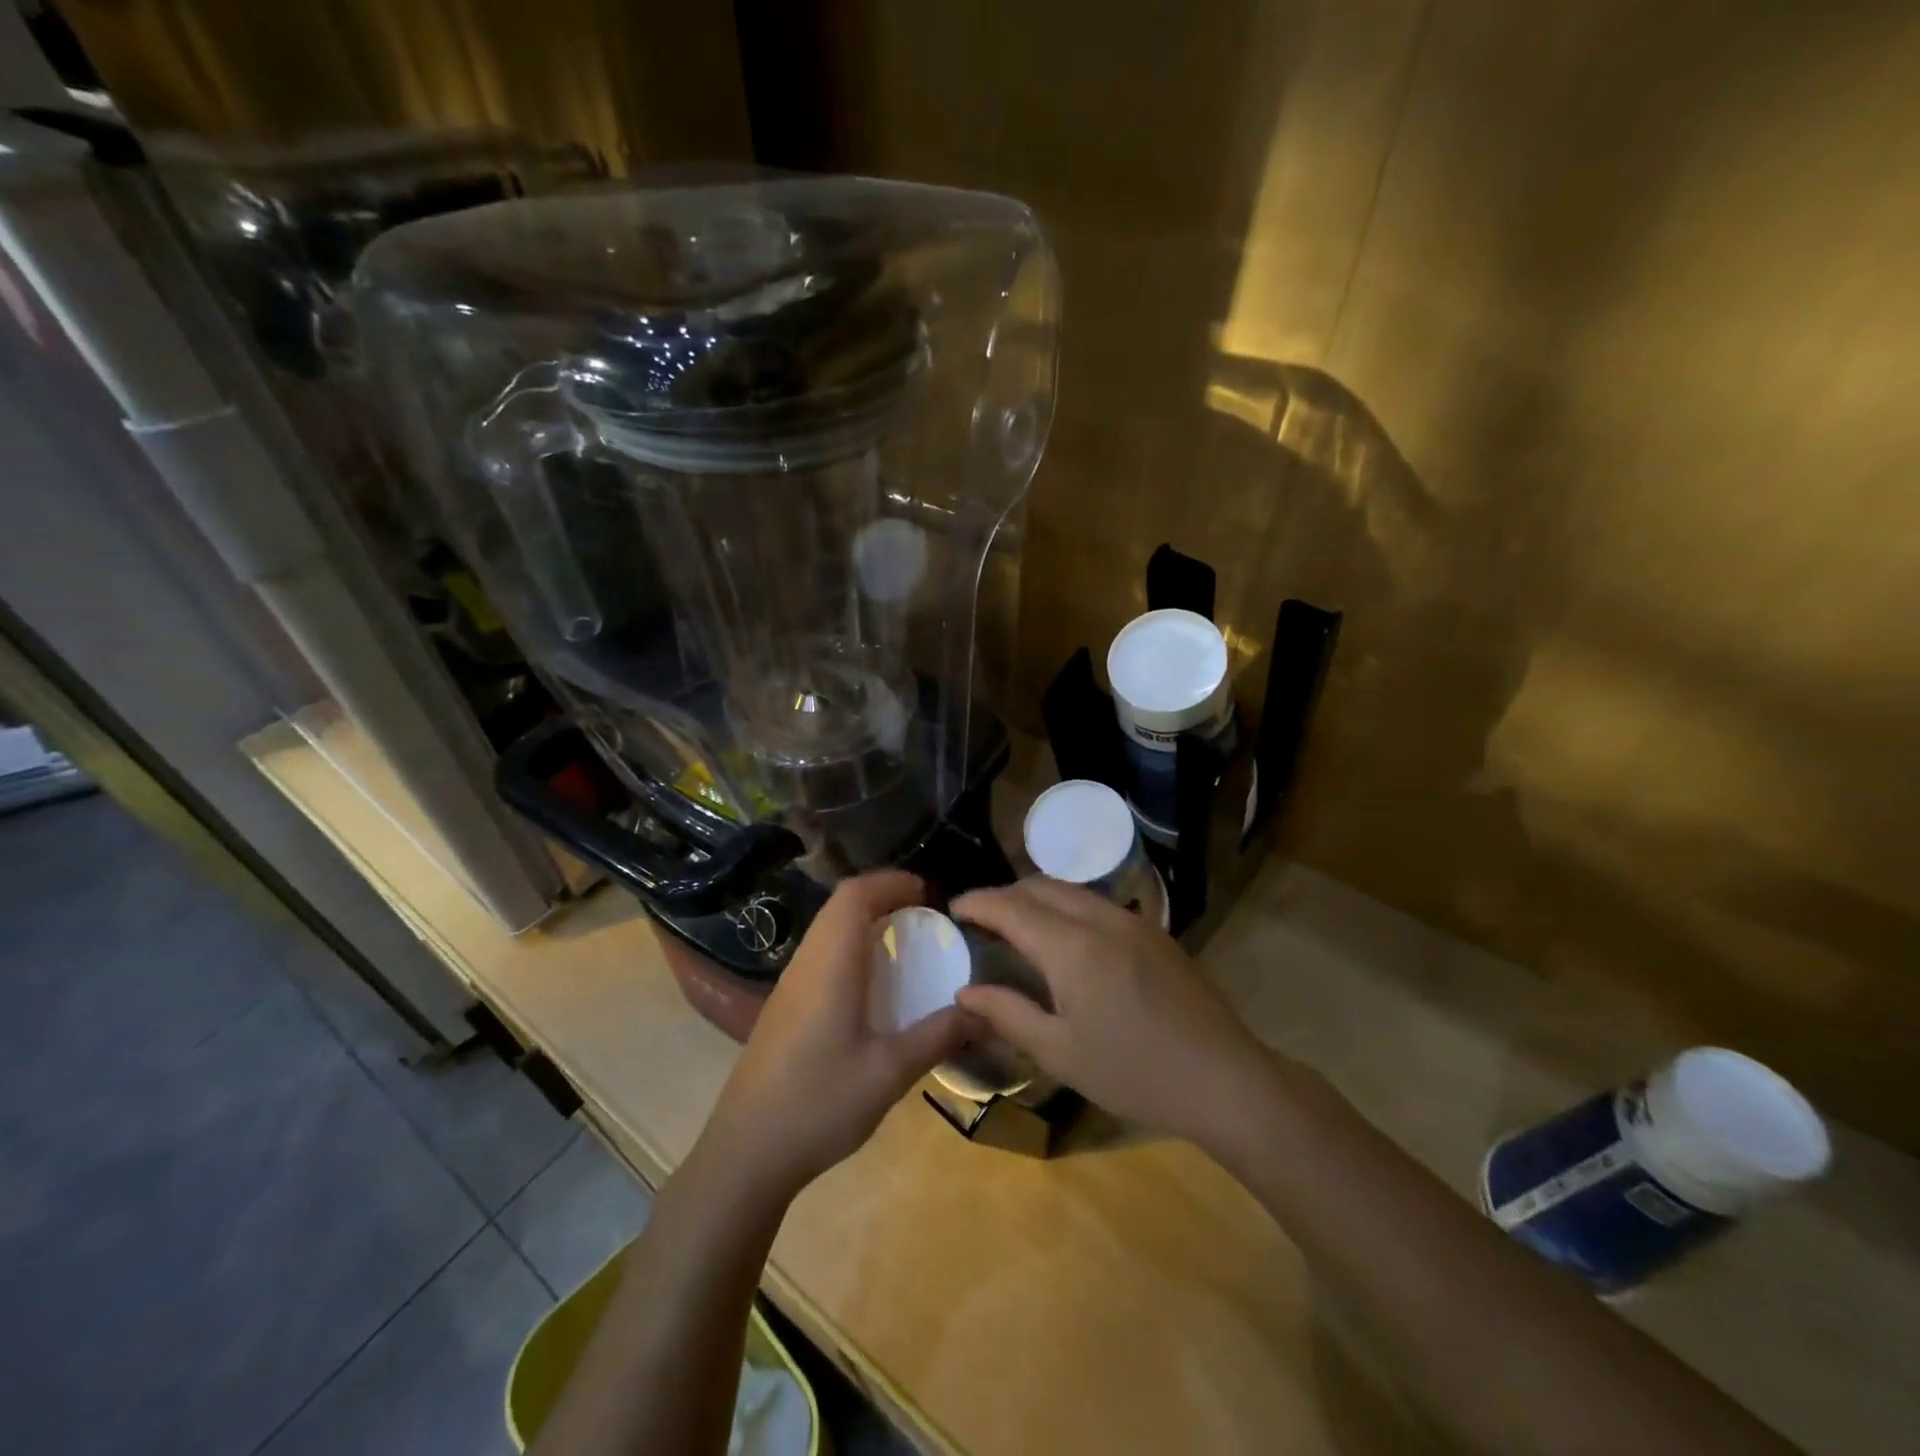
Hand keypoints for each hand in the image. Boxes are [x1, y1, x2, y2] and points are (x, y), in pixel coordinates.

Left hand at [701, 871, 978, 1200]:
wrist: (746, 1152)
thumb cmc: (819, 1104)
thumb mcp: (889, 1072)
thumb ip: (938, 1036)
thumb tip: (983, 1011)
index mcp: (830, 965)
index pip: (855, 895)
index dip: (890, 882)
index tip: (927, 892)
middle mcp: (806, 963)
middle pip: (840, 906)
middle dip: (882, 897)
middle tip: (923, 914)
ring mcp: (789, 986)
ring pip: (826, 929)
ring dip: (863, 921)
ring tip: (903, 943)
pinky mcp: (783, 1008)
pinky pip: (820, 954)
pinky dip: (850, 946)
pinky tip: (871, 986)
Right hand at [951, 878, 1268, 1146]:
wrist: (1224, 1079)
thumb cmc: (1134, 1072)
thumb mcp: (1060, 1053)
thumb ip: (1007, 1014)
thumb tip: (964, 992)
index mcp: (1072, 946)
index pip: (1012, 907)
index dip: (979, 903)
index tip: (953, 907)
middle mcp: (1101, 919)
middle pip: (1041, 886)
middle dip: (1005, 893)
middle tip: (981, 917)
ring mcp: (1133, 921)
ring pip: (1072, 890)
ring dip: (1037, 896)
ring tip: (1017, 922)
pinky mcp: (1155, 932)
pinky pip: (1097, 903)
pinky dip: (1067, 906)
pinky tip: (1065, 935)